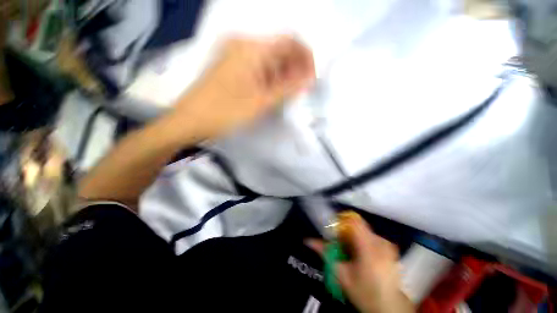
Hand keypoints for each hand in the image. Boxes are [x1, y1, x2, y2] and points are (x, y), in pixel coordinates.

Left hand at [170, 35, 314, 140]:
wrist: (190, 120)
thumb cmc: (225, 112)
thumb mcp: (261, 102)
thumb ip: (287, 88)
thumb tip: (309, 79)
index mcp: (251, 48)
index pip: (289, 42)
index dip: (305, 57)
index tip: (312, 77)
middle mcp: (243, 45)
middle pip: (278, 50)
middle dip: (294, 68)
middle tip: (302, 90)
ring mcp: (235, 55)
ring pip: (268, 60)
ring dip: (282, 75)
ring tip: (289, 94)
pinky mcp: (231, 67)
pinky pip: (257, 68)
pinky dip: (269, 78)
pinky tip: (273, 92)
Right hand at [306, 212, 413, 312]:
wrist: (389, 308)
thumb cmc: (364, 293)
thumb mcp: (341, 274)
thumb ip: (325, 253)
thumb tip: (308, 240)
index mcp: (369, 247)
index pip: (353, 221)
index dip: (340, 222)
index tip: (333, 232)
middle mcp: (380, 241)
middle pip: (357, 226)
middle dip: (345, 233)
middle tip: (340, 247)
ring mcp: (387, 244)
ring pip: (363, 231)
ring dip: (353, 238)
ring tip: (350, 254)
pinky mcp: (390, 248)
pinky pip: (371, 237)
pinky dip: (362, 242)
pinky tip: (361, 258)